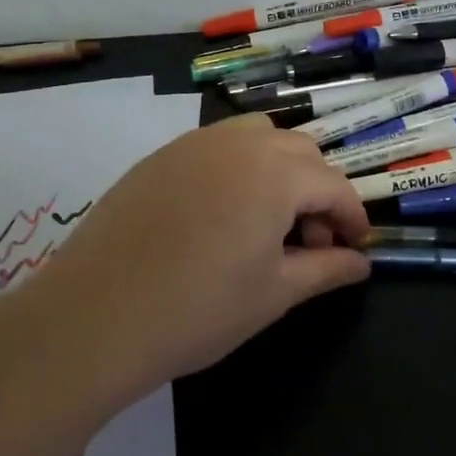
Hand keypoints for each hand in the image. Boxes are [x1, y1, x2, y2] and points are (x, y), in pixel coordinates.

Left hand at [25, 115, 370, 403]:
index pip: (333, 185)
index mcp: (276, 173)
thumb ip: (326, 270)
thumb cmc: (198, 310)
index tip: (354, 247)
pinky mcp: (161, 155)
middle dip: (317, 192)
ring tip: (266, 220)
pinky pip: (218, 146)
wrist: (94, 317)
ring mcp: (196, 143)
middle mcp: (241, 143)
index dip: (351, 216)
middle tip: (308, 243)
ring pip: (259, 138)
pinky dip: (238, 167)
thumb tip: (361, 264)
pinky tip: (220, 213)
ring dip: (279, 170)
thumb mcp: (274, 294)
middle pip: (300, 153)